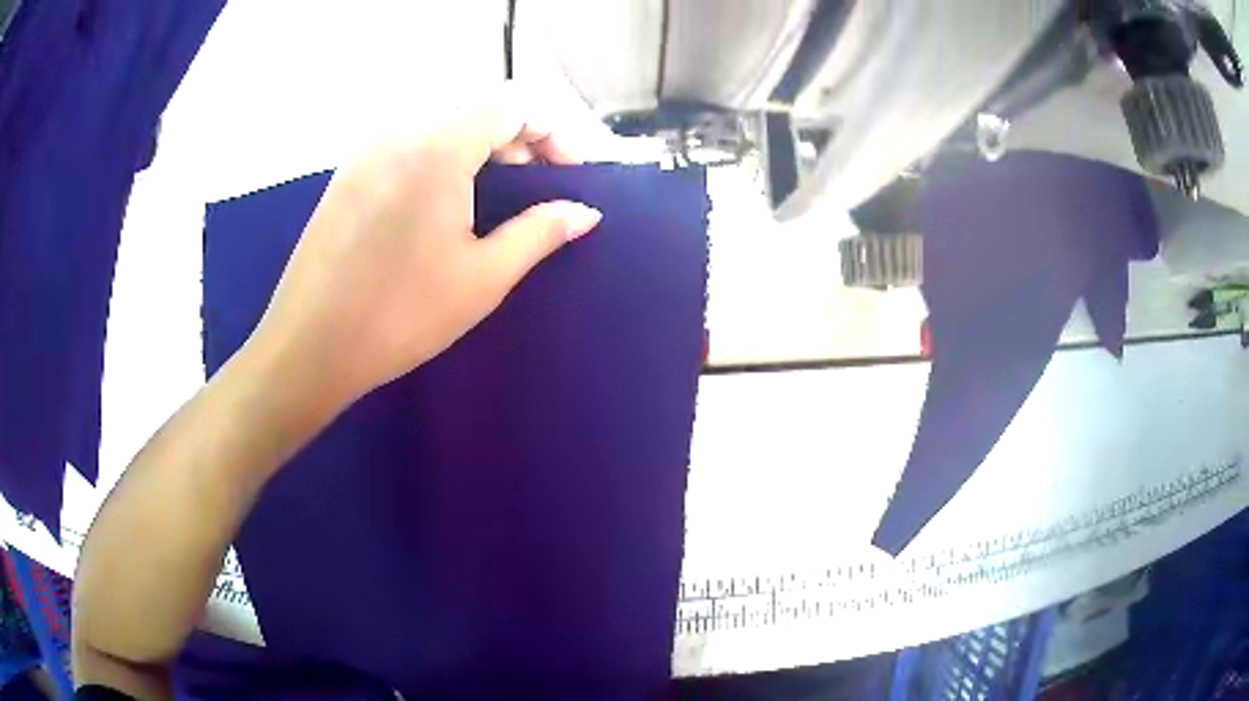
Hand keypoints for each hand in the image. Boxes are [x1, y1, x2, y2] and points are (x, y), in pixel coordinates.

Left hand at [248, 90, 603, 405]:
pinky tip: (441, 200)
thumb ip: (540, 232)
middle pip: (475, 108)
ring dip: (478, 145)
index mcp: (438, 146)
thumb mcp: (483, 277)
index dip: (550, 132)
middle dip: (517, 137)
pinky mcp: (347, 172)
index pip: (511, 106)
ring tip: (493, 192)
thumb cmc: (401, 314)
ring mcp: (367, 149)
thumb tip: (585, 212)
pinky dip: (440, 155)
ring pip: (439, 122)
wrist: (310, 346)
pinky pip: (406, 141)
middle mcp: (400, 130)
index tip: (568, 173)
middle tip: (536, 184)